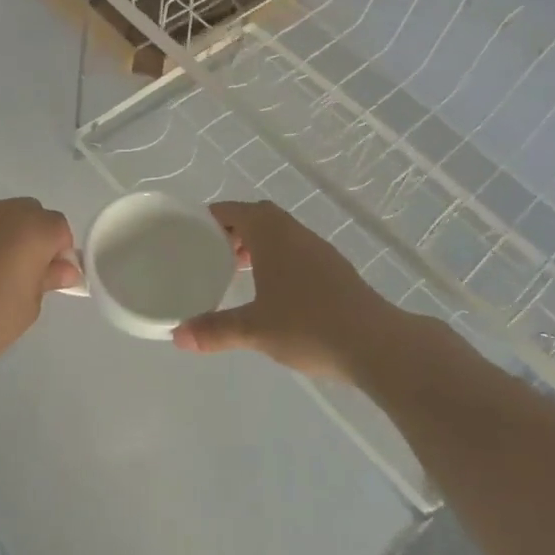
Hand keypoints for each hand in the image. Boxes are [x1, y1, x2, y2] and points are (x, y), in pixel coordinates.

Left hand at [0, 198, 79, 384]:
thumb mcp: (28, 307)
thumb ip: (48, 278)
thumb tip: (64, 268)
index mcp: (30, 230)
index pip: (59, 227)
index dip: (58, 252)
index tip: (48, 277)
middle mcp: (0, 213)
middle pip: (29, 213)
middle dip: (33, 237)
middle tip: (21, 274)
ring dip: (3, 236)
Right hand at [174, 201, 404, 381]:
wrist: (376, 344)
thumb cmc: (308, 326)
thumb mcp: (254, 330)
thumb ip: (214, 330)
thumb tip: (177, 337)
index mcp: (272, 235)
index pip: (235, 210)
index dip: (212, 217)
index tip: (192, 232)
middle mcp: (296, 233)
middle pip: (259, 217)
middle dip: (234, 231)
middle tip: (213, 254)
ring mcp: (320, 250)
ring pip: (281, 234)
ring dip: (258, 245)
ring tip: (239, 272)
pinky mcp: (336, 270)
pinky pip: (297, 251)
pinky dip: (279, 260)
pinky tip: (274, 292)